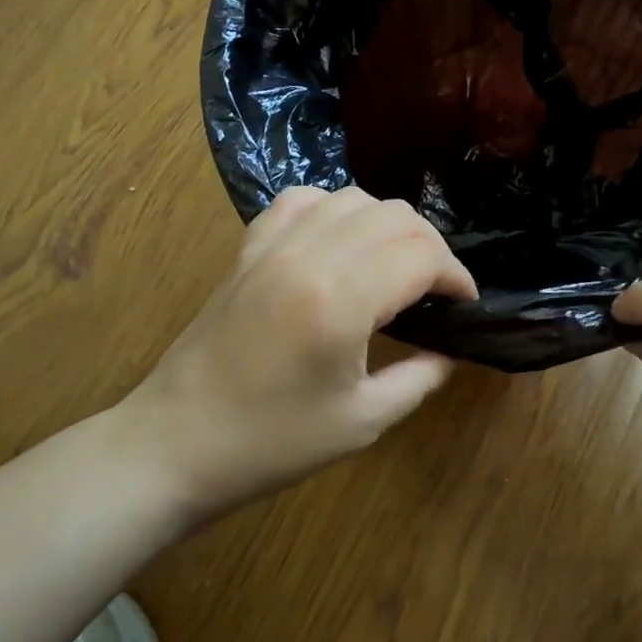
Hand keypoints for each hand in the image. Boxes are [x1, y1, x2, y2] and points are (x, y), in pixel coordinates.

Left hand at [122, 186, 476, 522]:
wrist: (176, 443)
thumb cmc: (272, 443)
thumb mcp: (363, 421)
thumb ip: (420, 377)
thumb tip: (453, 349)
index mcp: (340, 301)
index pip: (421, 255)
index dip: (456, 276)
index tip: (465, 304)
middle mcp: (308, 256)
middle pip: (395, 217)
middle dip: (431, 248)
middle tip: (437, 290)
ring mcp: (272, 245)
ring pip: (353, 198)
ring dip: (388, 225)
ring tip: (395, 265)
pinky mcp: (248, 247)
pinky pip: (301, 200)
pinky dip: (335, 210)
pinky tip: (341, 241)